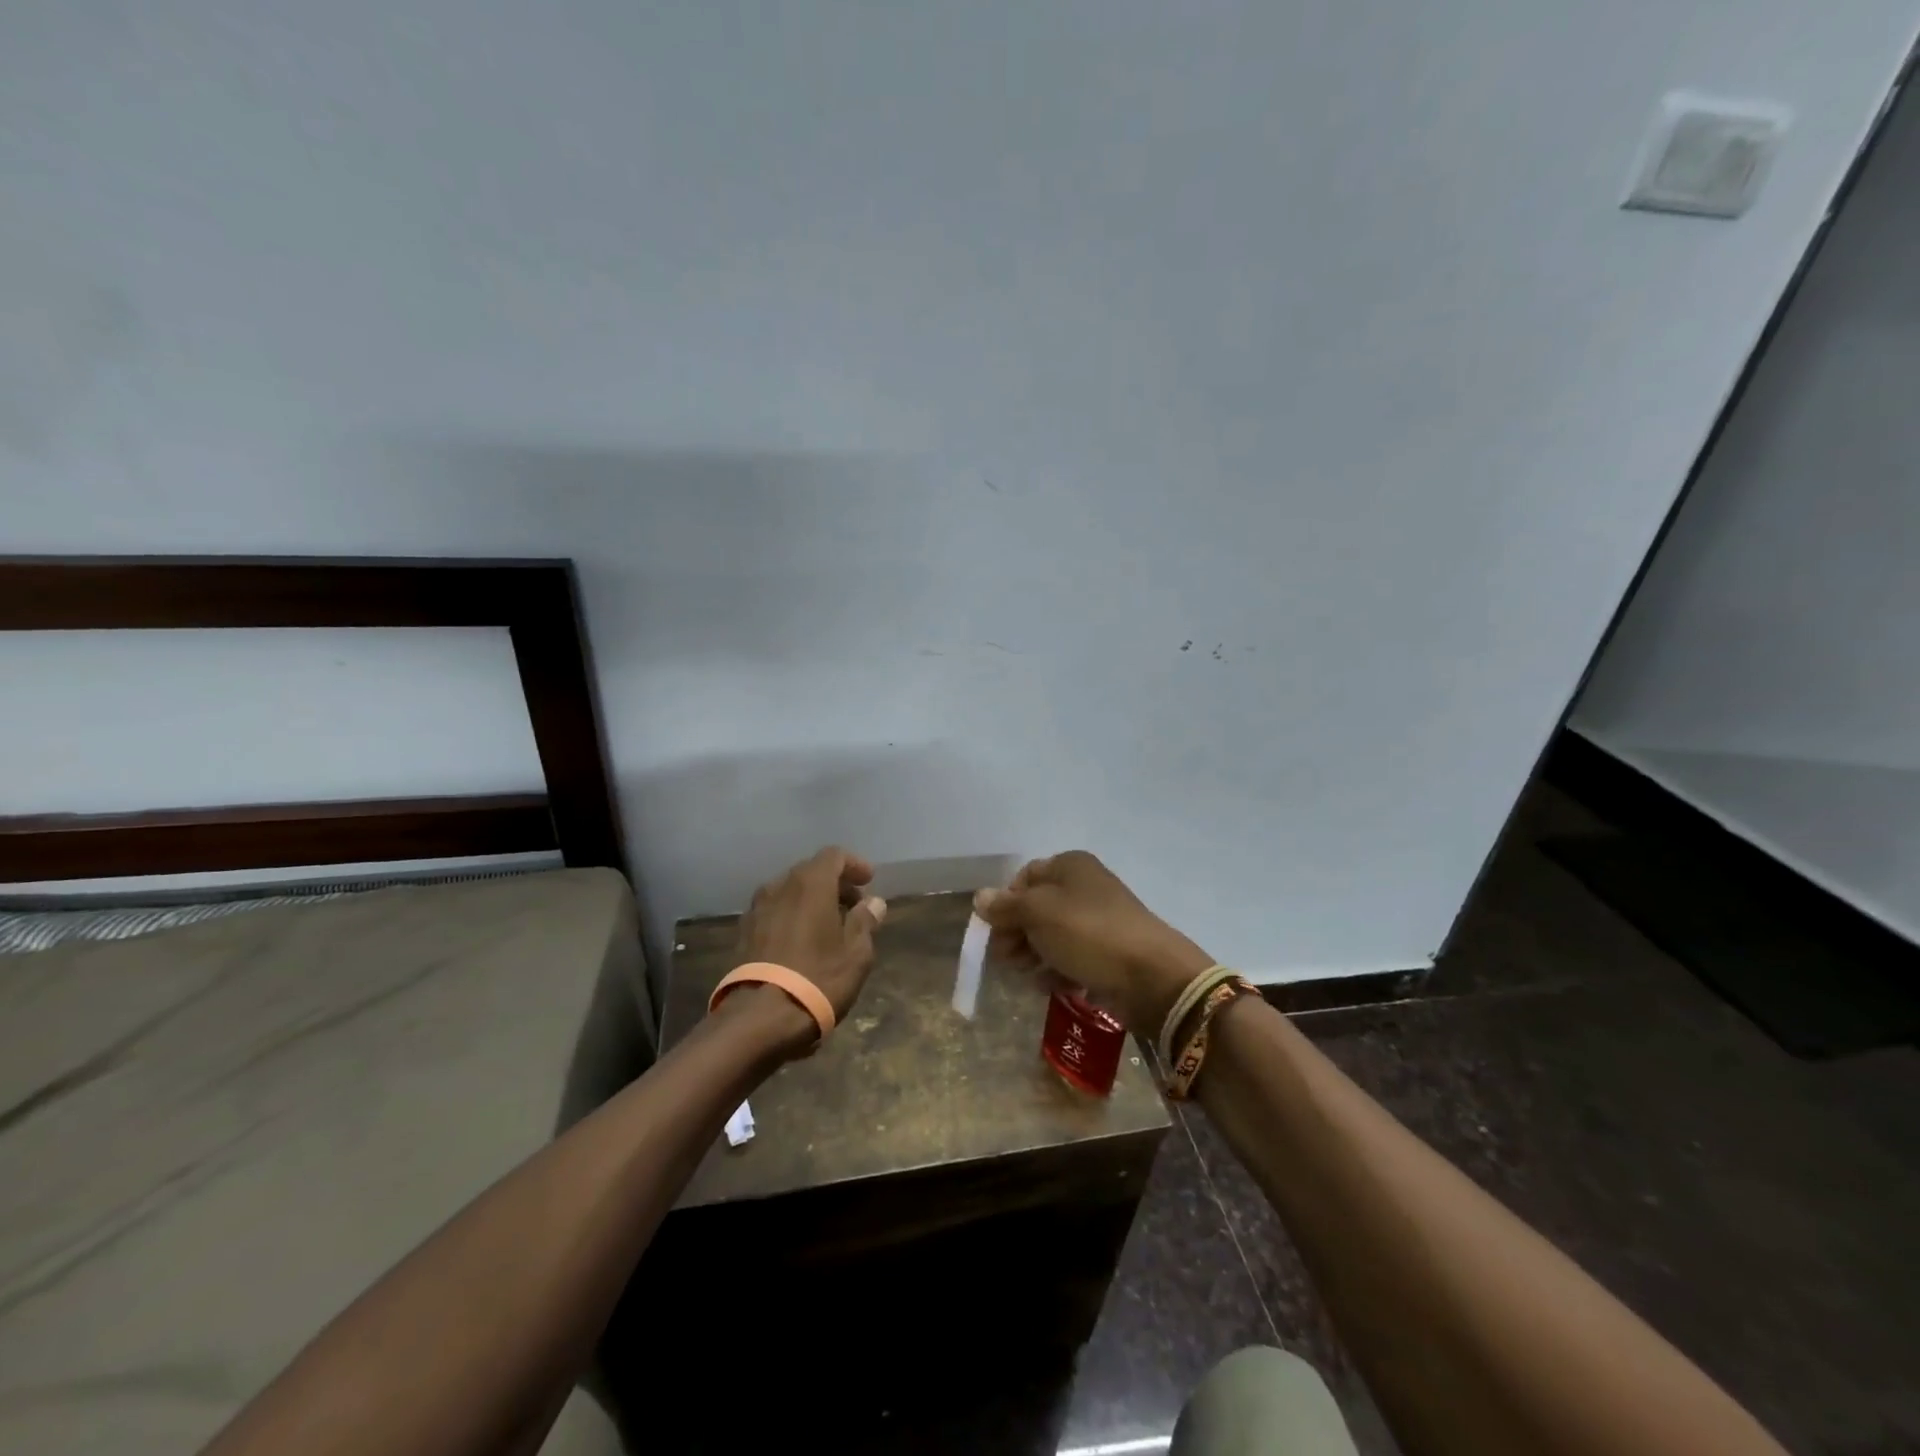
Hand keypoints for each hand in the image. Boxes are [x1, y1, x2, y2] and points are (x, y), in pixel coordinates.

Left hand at [735, 846, 888, 1031]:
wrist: (759, 1019)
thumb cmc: (817, 979)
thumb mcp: (855, 954)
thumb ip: (865, 921)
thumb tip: (873, 903)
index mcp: (810, 884)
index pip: (834, 855)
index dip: (854, 865)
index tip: (869, 883)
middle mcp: (780, 886)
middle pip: (810, 871)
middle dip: (834, 884)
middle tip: (854, 907)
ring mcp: (757, 909)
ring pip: (790, 891)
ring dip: (812, 900)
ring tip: (829, 926)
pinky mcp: (744, 932)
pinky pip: (775, 911)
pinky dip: (792, 916)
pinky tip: (803, 941)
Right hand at [973, 851, 1212, 1037]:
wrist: (1150, 976)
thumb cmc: (1088, 933)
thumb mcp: (1038, 914)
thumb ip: (1006, 907)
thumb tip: (980, 898)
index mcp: (1070, 866)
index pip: (1024, 877)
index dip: (1006, 903)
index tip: (995, 931)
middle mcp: (1085, 887)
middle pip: (1036, 907)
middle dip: (1017, 933)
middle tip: (1007, 959)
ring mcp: (1098, 920)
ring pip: (1052, 935)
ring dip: (1034, 954)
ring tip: (1029, 974)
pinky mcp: (1107, 952)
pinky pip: (1072, 957)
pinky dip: (1057, 970)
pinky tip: (1051, 986)